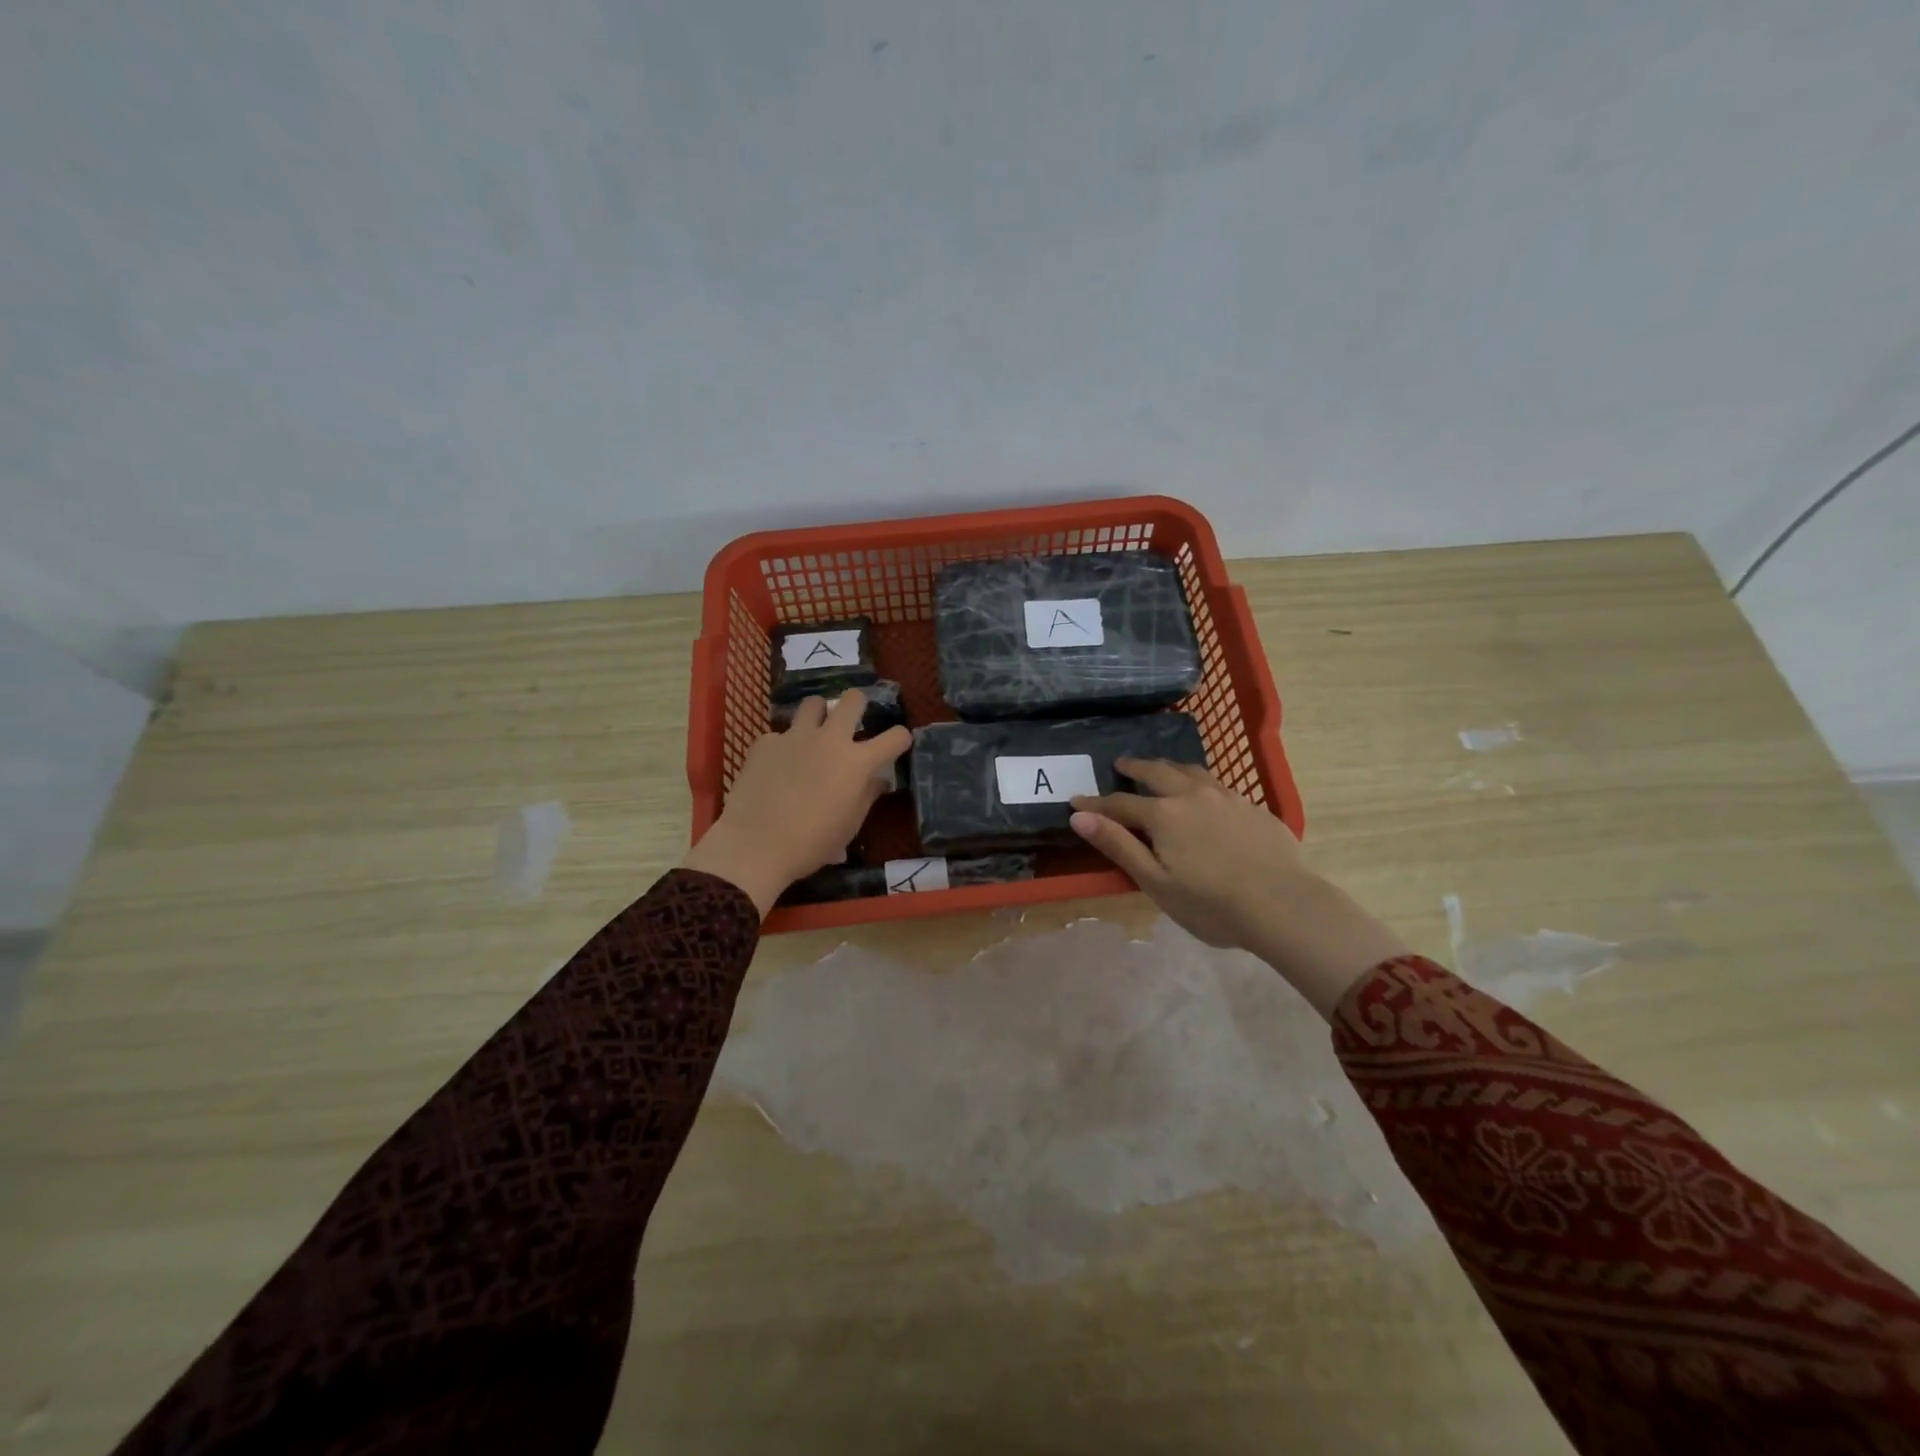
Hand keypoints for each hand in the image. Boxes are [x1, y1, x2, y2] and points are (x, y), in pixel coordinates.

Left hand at [682, 691, 910, 915]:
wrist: (756, 845)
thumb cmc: (813, 842)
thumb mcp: (850, 825)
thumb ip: (867, 795)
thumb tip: (878, 780)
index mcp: (858, 762)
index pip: (895, 737)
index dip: (900, 738)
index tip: (896, 744)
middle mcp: (830, 739)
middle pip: (852, 700)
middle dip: (857, 705)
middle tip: (852, 722)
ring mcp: (795, 736)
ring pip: (813, 703)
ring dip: (819, 715)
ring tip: (814, 733)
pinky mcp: (765, 742)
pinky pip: (779, 734)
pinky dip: (783, 746)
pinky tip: (776, 766)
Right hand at [1071, 759, 1408, 1018]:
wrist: (1284, 905)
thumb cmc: (1212, 903)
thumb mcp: (1156, 882)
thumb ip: (1118, 845)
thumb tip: (1080, 816)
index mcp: (1164, 815)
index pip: (1120, 803)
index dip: (1096, 803)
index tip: (1076, 801)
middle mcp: (1193, 795)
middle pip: (1157, 773)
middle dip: (1135, 767)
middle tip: (1122, 763)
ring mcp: (1227, 797)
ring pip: (1192, 771)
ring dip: (1169, 767)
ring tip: (1162, 768)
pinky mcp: (1254, 807)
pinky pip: (1219, 784)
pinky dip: (1200, 782)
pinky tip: (1205, 793)